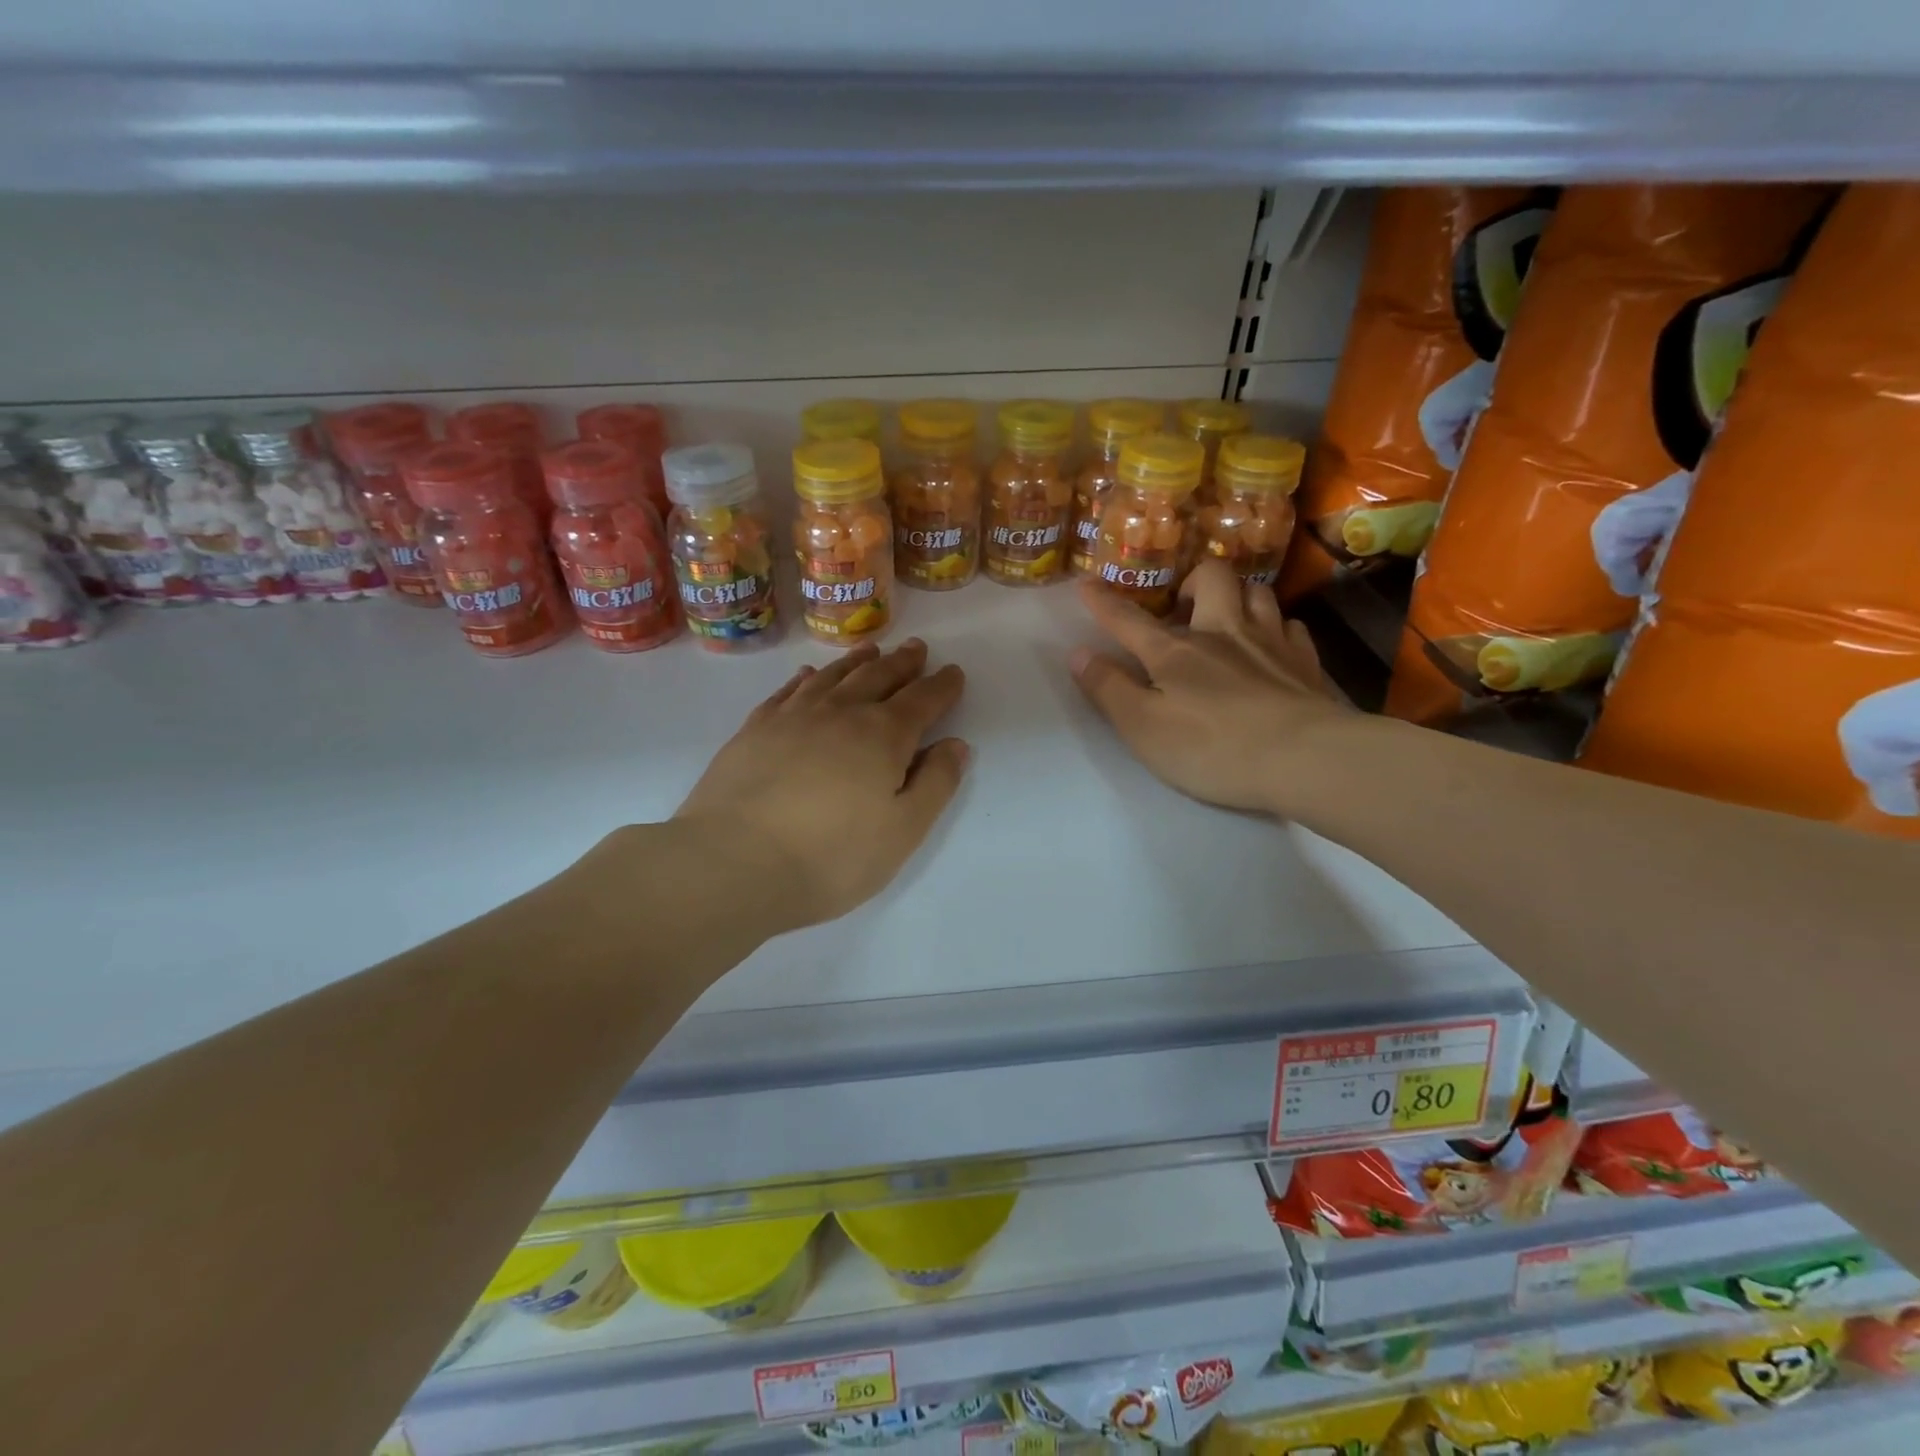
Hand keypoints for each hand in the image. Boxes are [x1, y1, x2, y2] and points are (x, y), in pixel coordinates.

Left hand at [672, 638, 968, 929]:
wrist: (733, 862)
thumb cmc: (831, 856)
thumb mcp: (903, 831)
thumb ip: (935, 784)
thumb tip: (956, 745)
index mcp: (883, 736)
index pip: (922, 700)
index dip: (942, 686)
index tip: (954, 672)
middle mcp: (840, 713)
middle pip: (878, 677)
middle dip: (902, 663)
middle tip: (916, 649)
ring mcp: (793, 716)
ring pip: (833, 677)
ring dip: (857, 661)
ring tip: (871, 650)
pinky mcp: (754, 729)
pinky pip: (788, 691)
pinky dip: (806, 679)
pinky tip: (808, 676)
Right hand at [1071, 559, 1347, 814]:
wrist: (1305, 759)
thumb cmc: (1213, 748)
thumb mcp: (1143, 728)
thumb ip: (1109, 689)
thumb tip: (1078, 653)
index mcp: (1175, 652)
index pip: (1129, 620)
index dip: (1104, 602)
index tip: (1086, 584)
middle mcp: (1222, 633)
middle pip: (1211, 579)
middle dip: (1192, 580)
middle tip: (1183, 605)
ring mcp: (1270, 642)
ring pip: (1257, 592)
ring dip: (1238, 596)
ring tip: (1228, 617)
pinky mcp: (1306, 663)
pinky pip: (1291, 626)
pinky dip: (1276, 627)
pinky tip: (1273, 644)